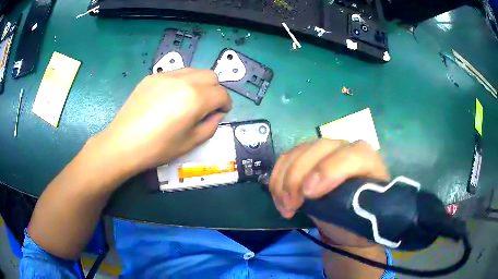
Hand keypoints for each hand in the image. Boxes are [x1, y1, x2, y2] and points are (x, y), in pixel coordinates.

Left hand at [94, 68, 231, 176]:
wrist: (123, 143)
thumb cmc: (158, 148)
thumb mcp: (191, 143)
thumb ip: (211, 126)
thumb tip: (216, 114)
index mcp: (195, 98)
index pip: (222, 93)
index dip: (225, 104)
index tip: (220, 113)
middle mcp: (183, 80)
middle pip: (211, 76)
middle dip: (215, 90)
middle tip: (207, 106)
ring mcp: (165, 76)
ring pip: (193, 71)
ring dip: (199, 83)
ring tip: (190, 100)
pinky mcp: (152, 77)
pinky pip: (175, 73)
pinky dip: (182, 82)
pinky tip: (170, 98)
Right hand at [269, 139, 389, 246]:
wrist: (347, 217)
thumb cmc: (358, 220)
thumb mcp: (364, 222)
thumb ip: (359, 214)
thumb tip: (345, 209)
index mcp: (368, 162)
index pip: (353, 155)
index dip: (329, 171)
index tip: (309, 194)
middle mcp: (347, 149)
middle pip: (320, 147)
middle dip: (299, 176)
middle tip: (291, 205)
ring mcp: (325, 150)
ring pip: (299, 151)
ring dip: (284, 180)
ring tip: (285, 207)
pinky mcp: (307, 157)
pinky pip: (286, 159)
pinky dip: (277, 179)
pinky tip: (279, 199)